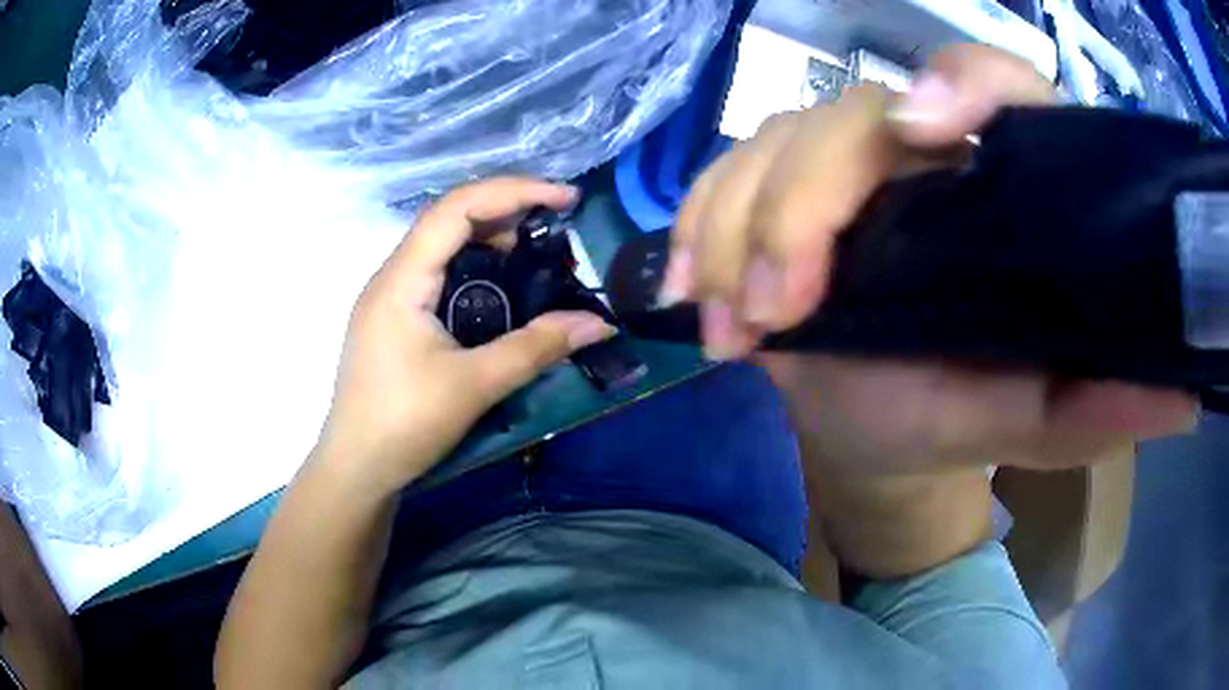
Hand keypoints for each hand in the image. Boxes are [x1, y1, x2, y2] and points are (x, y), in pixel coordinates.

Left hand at [316, 178, 615, 491]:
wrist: (356, 468)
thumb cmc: (404, 423)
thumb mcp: (474, 385)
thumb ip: (537, 348)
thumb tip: (600, 324)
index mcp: (402, 279)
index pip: (457, 207)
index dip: (513, 191)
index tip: (564, 198)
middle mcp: (391, 275)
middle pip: (448, 218)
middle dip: (505, 209)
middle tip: (556, 222)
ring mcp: (389, 297)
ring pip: (441, 245)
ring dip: (489, 237)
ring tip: (535, 250)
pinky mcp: (394, 319)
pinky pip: (436, 273)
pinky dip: (473, 266)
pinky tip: (499, 288)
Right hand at [665, 44, 1196, 472]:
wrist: (880, 430)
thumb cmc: (960, 415)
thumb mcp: (1037, 420)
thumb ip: (1102, 407)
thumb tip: (1185, 395)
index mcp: (1000, 185)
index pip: (993, 84)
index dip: (961, 84)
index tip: (924, 130)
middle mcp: (918, 152)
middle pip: (849, 116)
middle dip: (803, 205)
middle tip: (780, 314)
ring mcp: (840, 165)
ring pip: (770, 144)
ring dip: (735, 231)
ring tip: (731, 330)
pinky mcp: (775, 190)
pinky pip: (719, 179)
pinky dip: (695, 231)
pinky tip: (689, 295)